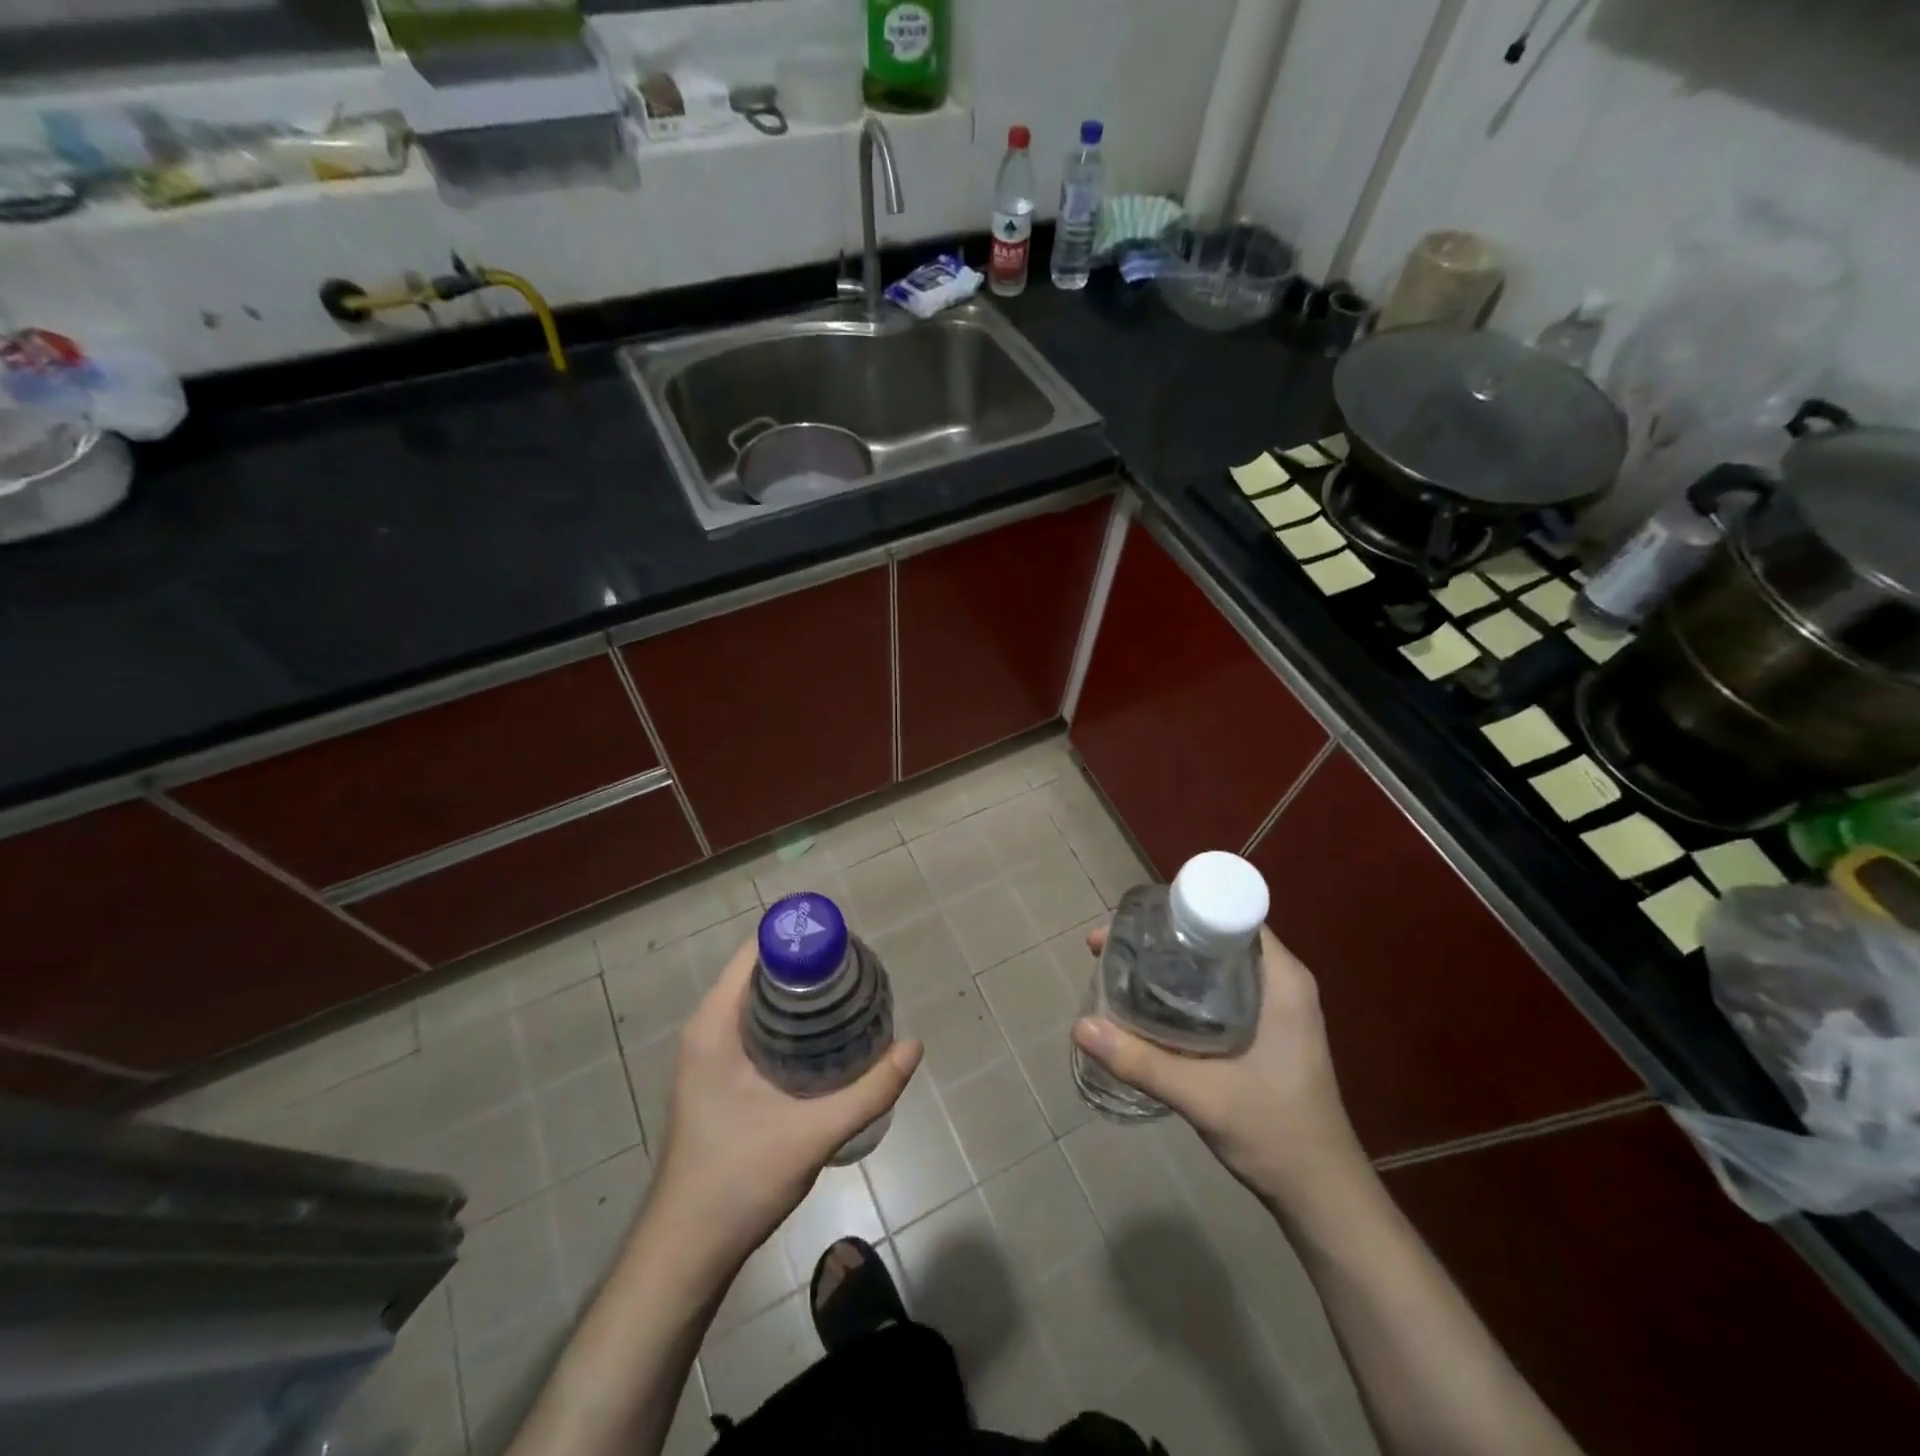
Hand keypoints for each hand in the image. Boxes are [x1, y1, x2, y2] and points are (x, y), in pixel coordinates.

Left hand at [651, 937, 921, 1266]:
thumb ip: (869, 1091)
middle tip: (858, 973)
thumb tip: (914, 1047)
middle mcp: (706, 1029)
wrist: (687, 1251)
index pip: (757, 952)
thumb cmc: (739, 1181)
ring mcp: (707, 1055)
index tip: (846, 946)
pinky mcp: (716, 1077)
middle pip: (760, 973)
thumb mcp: (813, 1134)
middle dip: (809, 966)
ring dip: (800, 994)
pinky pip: (754, 1027)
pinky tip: (824, 1038)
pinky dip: (787, 1020)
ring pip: (758, 1001)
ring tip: (849, 997)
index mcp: (714, 1026)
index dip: (801, 940)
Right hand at [1072, 925, 1365, 1206]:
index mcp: (1281, 979)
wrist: (1323, 1197)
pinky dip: (1181, 986)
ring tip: (1120, 967)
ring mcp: (1274, 1004)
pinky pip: (1216, 986)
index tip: (1133, 921)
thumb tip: (1080, 1025)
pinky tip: (1147, 1002)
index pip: (1230, 912)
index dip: (1180, 908)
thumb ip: (1140, 1061)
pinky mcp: (1263, 1027)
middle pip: (1214, 933)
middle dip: (1162, 935)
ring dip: (1168, 961)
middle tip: (1112, 946)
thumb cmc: (1277, 1135)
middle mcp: (1279, 980)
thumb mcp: (1203, 1096)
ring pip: (1213, 961)